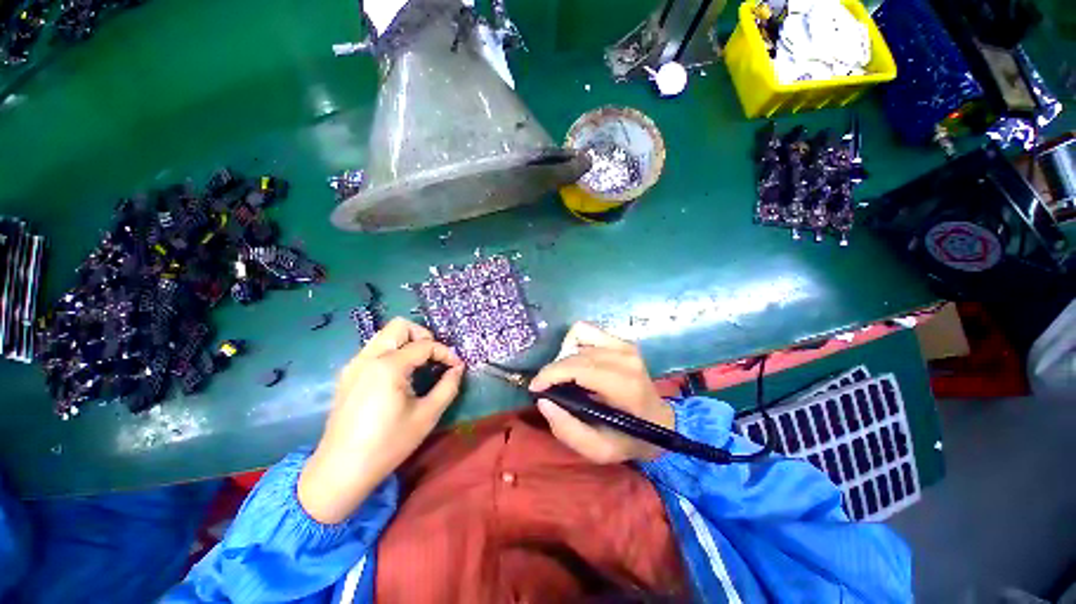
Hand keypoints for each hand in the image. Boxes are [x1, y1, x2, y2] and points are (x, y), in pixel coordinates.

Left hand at [298, 318, 464, 523]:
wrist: (340, 471)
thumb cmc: (387, 444)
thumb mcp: (427, 416)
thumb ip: (448, 386)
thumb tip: (457, 368)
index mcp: (388, 366)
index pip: (424, 345)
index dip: (445, 352)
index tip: (457, 366)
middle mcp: (368, 357)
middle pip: (400, 326)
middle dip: (423, 336)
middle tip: (434, 357)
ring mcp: (354, 365)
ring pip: (385, 335)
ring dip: (407, 343)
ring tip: (420, 365)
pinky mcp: (347, 375)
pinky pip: (374, 350)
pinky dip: (392, 353)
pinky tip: (399, 376)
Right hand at [530, 321, 673, 463]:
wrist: (659, 422)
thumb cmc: (629, 439)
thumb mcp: (599, 450)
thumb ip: (568, 430)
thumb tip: (543, 401)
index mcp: (625, 386)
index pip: (579, 367)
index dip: (551, 374)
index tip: (535, 388)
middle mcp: (626, 358)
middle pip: (575, 353)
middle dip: (554, 369)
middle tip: (548, 388)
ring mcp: (625, 346)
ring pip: (578, 336)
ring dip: (564, 355)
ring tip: (564, 376)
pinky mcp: (621, 341)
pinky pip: (586, 330)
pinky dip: (574, 344)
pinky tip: (576, 362)